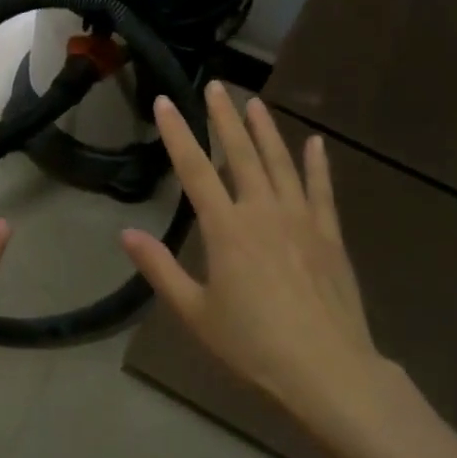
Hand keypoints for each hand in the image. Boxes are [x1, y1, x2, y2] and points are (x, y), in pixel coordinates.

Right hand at [121, 84, 389, 436]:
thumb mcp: (195, 313)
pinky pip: (322, 189)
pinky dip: (318, 164)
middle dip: (225, 118)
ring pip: (280, 162)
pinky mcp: (329, 234)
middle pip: (240, 153)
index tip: (166, 102)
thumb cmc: (253, 346)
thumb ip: (160, 269)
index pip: (195, 169)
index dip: (178, 133)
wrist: (328, 371)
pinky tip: (316, 143)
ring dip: (266, 130)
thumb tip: (127, 233)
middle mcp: (262, 211)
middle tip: (216, 86)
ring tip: (254, 102)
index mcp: (226, 229)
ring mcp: (301, 219)